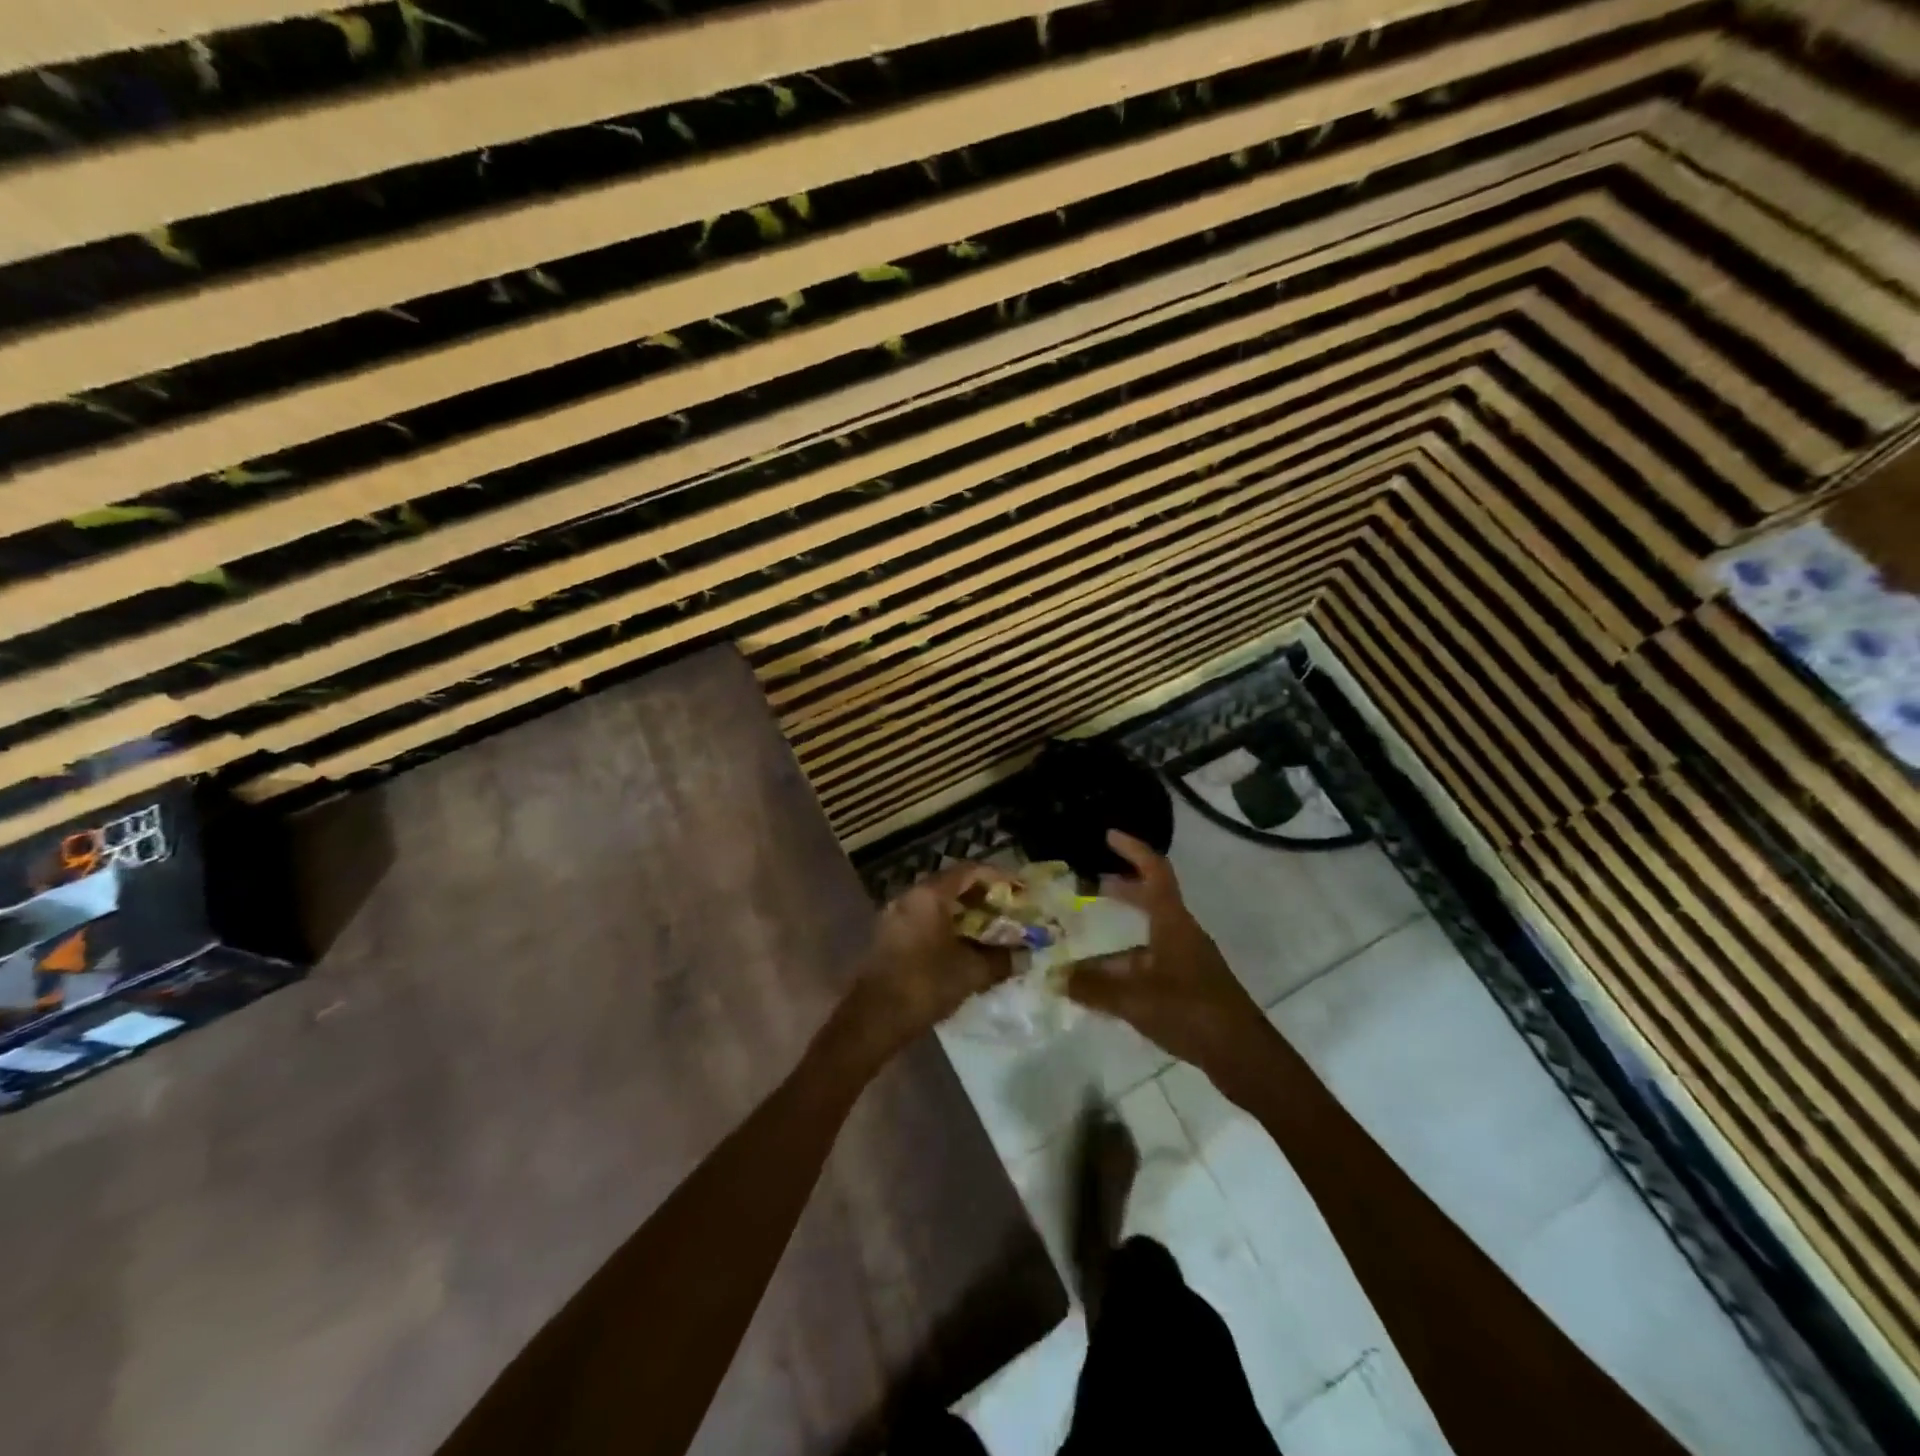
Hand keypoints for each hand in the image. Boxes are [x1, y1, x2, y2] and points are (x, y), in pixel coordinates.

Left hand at [842, 862, 1013, 1064]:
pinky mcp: (889, 938)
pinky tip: (964, 948)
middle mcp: (909, 897)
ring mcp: (895, 917)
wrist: (872, 1019)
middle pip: (952, 885)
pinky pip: (924, 921)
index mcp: (929, 895)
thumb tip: (1025, 956)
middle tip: (1008, 911)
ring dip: (965, 914)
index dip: (998, 877)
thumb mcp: (971, 972)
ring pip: (937, 905)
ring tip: (991, 931)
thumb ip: (1001, 959)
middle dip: (983, 896)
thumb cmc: (924, 985)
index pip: (969, 870)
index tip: (1020, 889)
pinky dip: (947, 927)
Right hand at [1066, 830, 1280, 1098]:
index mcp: (1173, 923)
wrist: (1244, 1056)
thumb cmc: (1191, 1012)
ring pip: (1146, 939)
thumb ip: (1094, 989)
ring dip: (1117, 940)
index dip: (1133, 850)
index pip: (1155, 872)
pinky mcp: (1189, 987)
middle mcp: (1181, 934)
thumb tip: (1056, 978)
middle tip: (1089, 886)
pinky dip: (1126, 969)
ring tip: (1081, 953)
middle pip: (1150, 900)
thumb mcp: (1135, 999)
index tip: (1109, 836)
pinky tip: (1104, 989)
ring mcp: (1187, 961)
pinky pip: (1150, 966)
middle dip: (1121, 891)